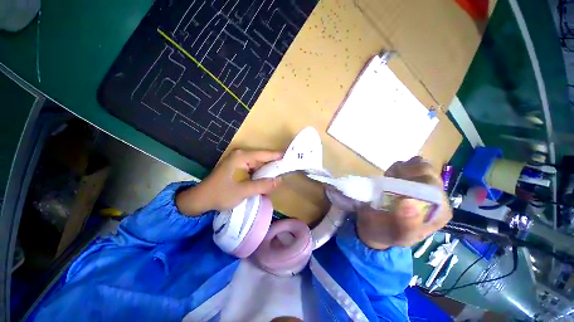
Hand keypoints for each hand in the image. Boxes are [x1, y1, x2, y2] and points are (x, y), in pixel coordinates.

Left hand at [176, 150, 282, 214]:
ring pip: (260, 164)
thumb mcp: (243, 191)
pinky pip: (255, 169)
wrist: (200, 200)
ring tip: (283, 175)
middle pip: (263, 158)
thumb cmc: (220, 194)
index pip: (265, 154)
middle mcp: (242, 155)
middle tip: (289, 170)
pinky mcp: (239, 168)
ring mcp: (240, 161)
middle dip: (275, 165)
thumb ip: (263, 185)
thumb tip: (280, 181)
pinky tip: (269, 179)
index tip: (293, 158)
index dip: (279, 156)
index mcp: (242, 157)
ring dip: (269, 170)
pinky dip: (262, 174)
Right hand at [356, 157, 451, 248]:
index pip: (435, 188)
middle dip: (407, 173)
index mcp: (439, 212)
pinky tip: (390, 176)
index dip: (415, 182)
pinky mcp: (411, 178)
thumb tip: (409, 203)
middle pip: (428, 173)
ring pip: (420, 164)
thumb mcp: (397, 236)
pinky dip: (398, 166)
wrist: (373, 224)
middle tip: (390, 179)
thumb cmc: (387, 232)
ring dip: (403, 168)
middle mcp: (435, 197)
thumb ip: (406, 226)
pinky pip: (409, 163)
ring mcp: (422, 185)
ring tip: (390, 179)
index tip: (395, 183)